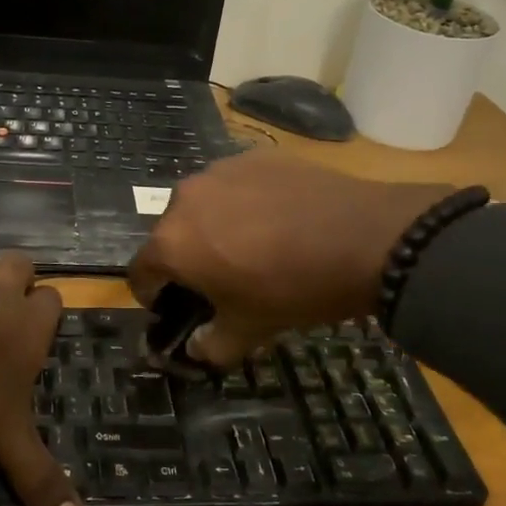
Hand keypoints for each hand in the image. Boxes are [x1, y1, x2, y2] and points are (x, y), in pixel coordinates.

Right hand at [127, 150, 450, 365]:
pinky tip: (277, 219)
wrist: (366, 237)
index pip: (140, 272)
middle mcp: (184, 198)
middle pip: (170, 234)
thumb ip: (212, 345)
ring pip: (202, 206)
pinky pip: (234, 185)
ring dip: (213, 227)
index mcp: (172, 243)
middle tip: (221, 279)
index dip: (153, 295)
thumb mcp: (251, 330)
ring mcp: (219, 171)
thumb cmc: (294, 288)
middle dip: (186, 258)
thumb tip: (196, 349)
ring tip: (253, 245)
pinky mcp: (254, 156)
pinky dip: (242, 203)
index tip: (174, 307)